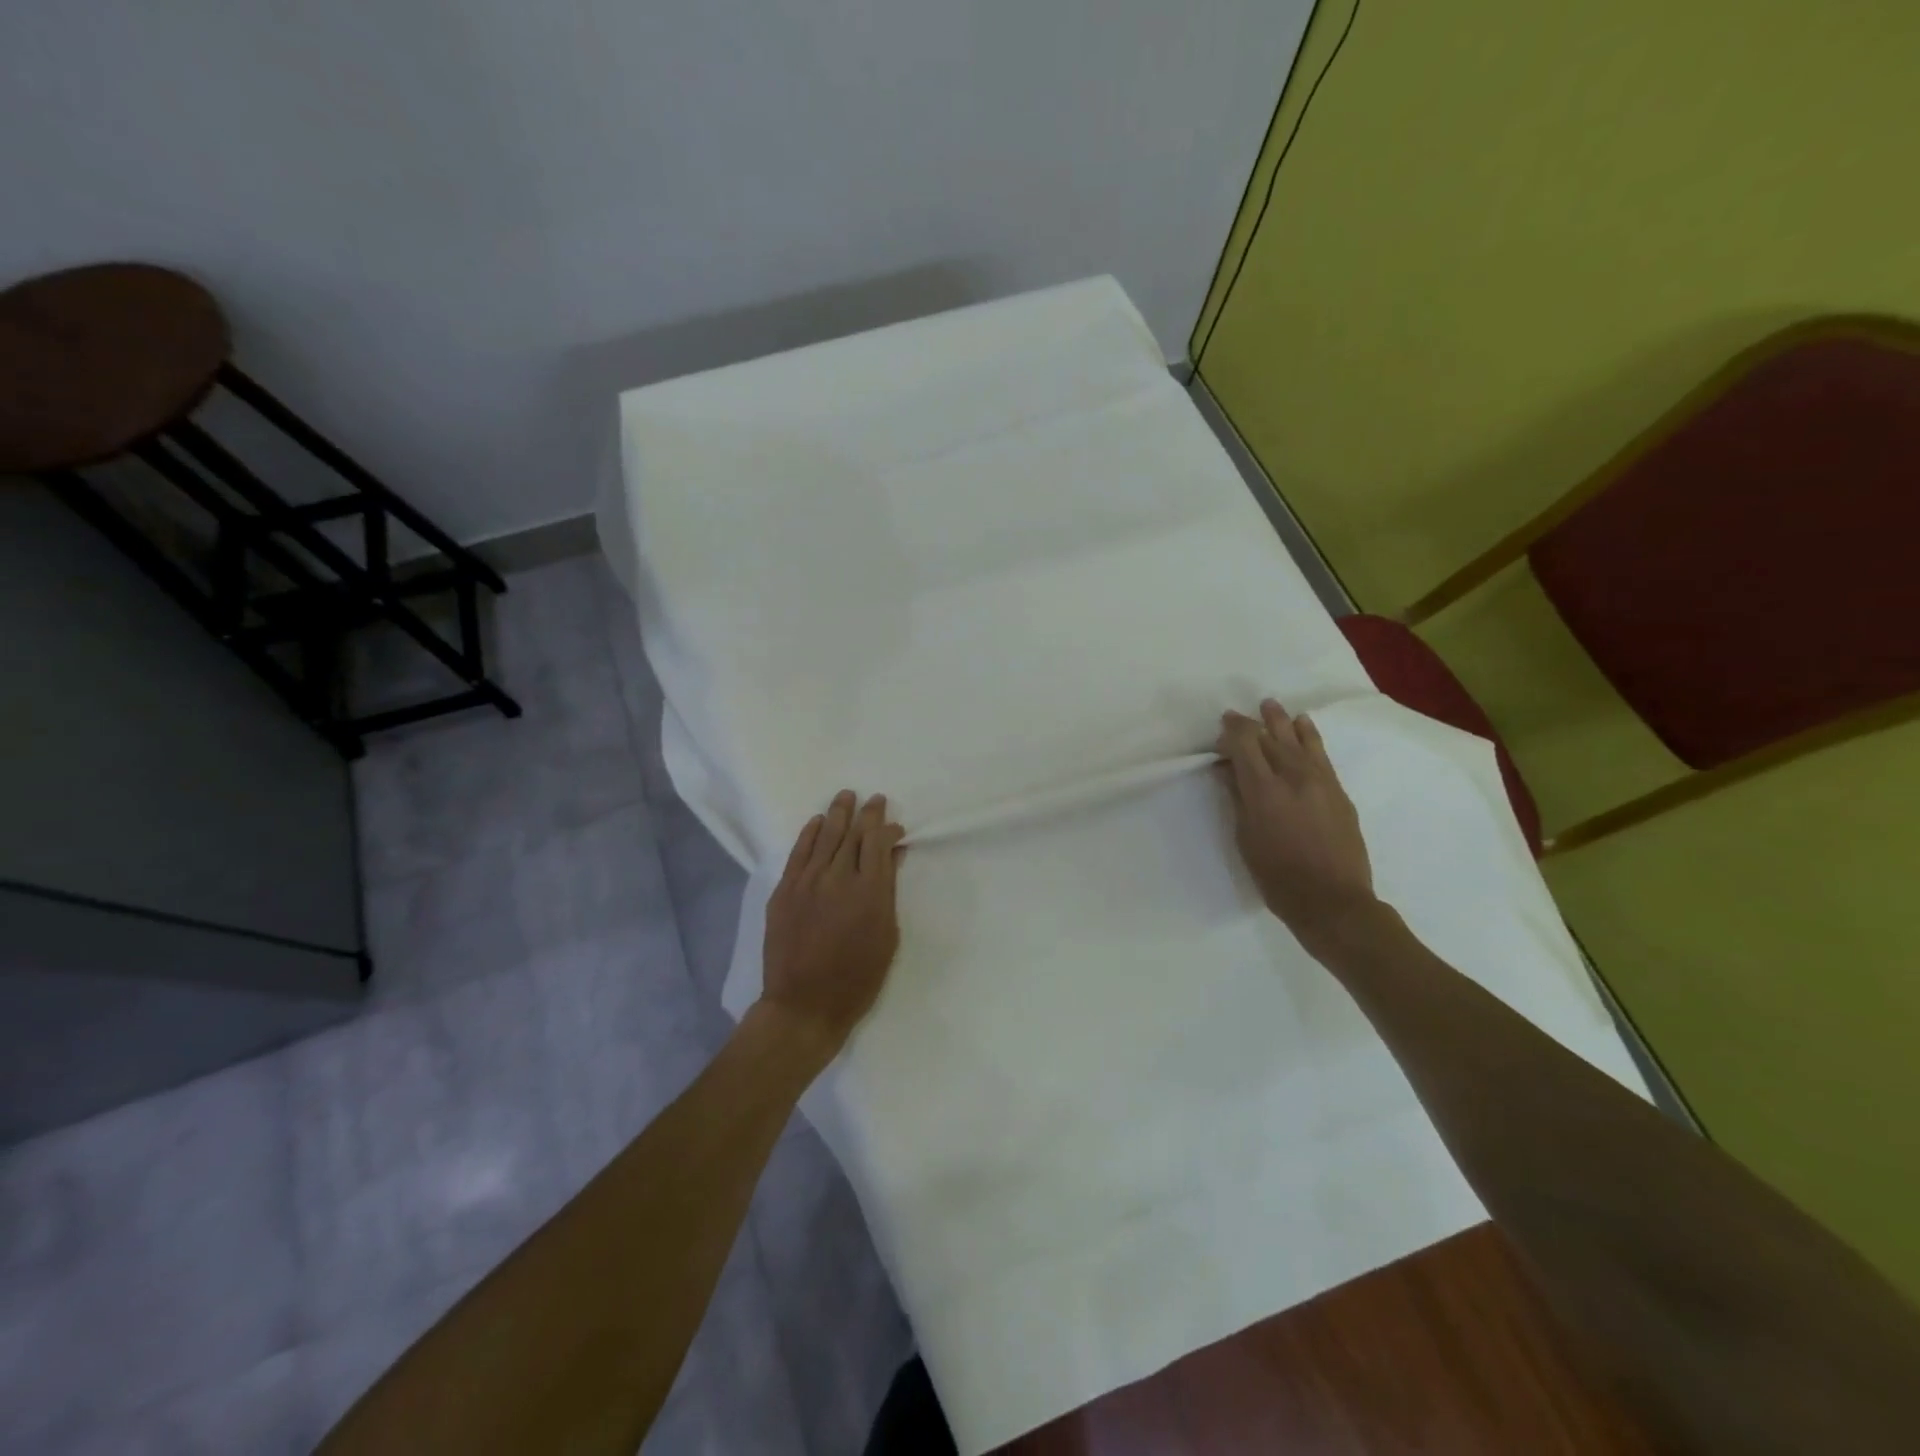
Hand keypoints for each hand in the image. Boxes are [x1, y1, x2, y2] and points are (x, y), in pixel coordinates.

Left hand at [758, 790, 905, 1059]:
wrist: (804, 1005)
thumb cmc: (857, 979)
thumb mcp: (887, 936)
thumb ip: (887, 891)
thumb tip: (891, 857)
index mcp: (869, 891)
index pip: (878, 843)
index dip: (887, 828)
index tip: (895, 825)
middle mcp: (837, 878)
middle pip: (852, 834)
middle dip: (866, 814)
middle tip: (874, 800)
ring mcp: (806, 882)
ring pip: (824, 836)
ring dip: (837, 814)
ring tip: (846, 796)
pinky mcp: (784, 891)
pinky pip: (798, 853)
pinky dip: (808, 833)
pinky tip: (817, 821)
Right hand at [1218, 699, 1377, 953]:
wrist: (1334, 902)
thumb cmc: (1278, 877)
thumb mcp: (1245, 839)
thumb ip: (1237, 799)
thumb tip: (1229, 771)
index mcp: (1264, 791)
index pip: (1246, 745)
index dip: (1232, 731)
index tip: (1222, 727)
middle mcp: (1293, 777)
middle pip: (1271, 737)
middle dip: (1253, 724)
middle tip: (1239, 716)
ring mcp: (1320, 781)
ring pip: (1298, 740)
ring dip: (1282, 721)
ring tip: (1271, 706)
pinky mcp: (1338, 791)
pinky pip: (1321, 753)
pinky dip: (1309, 736)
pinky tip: (1303, 725)